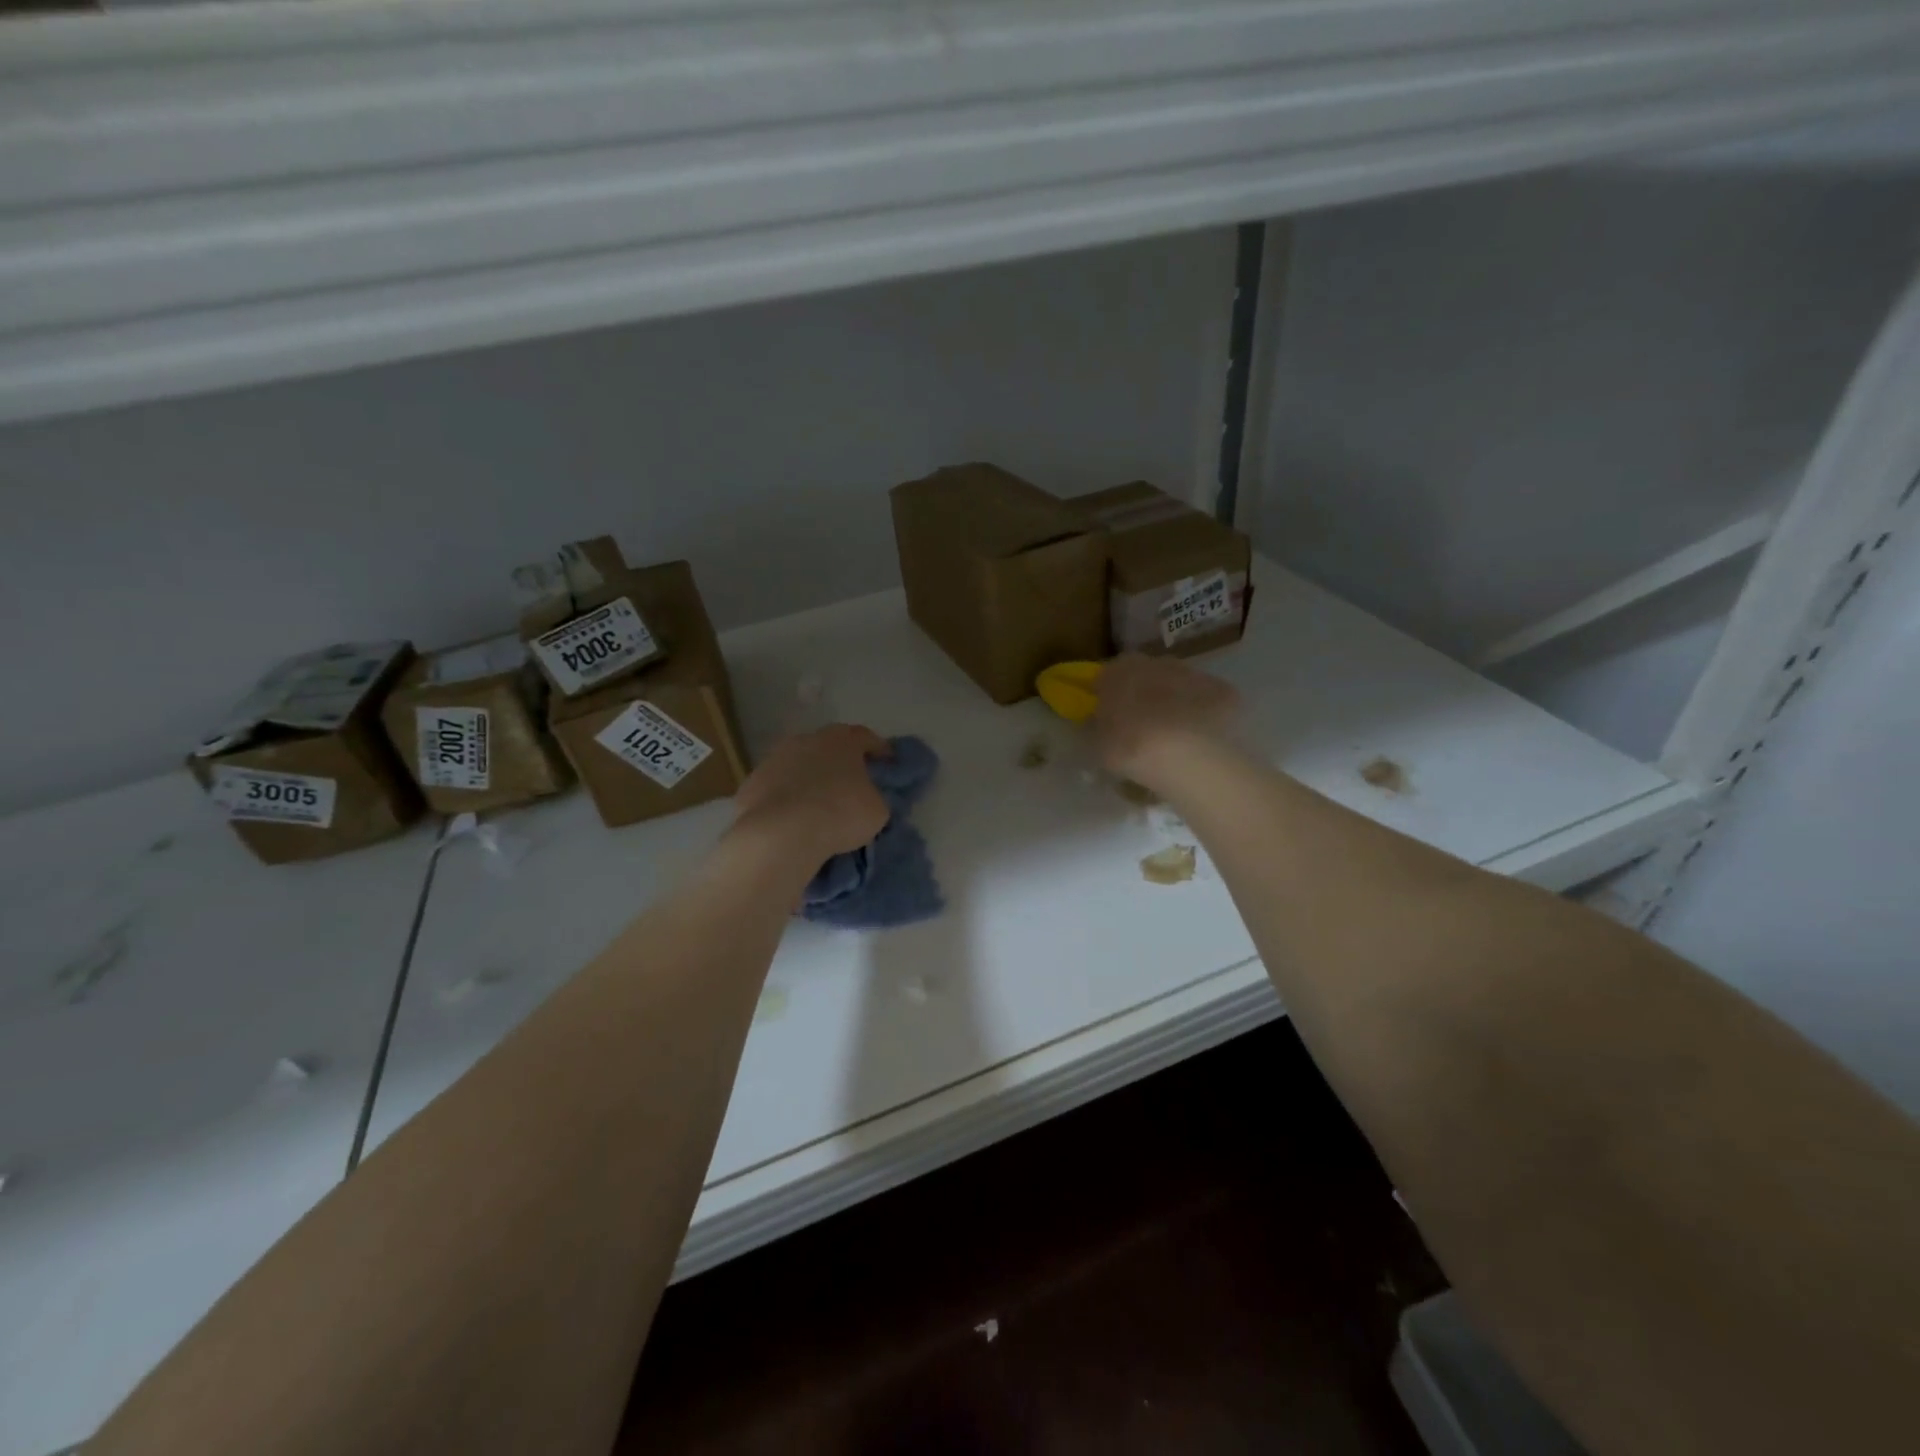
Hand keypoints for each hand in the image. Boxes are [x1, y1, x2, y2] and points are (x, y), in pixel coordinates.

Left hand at [732, 724, 891, 861]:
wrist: (782, 833)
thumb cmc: (840, 813)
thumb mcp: (877, 809)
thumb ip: (875, 795)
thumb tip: (867, 797)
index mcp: (841, 740)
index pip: (866, 737)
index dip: (879, 750)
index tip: (888, 765)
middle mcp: (806, 740)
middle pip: (829, 746)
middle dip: (841, 762)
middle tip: (852, 783)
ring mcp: (774, 759)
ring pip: (799, 765)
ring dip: (810, 778)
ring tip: (818, 803)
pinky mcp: (751, 782)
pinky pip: (777, 787)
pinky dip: (786, 797)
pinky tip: (792, 817)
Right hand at [1092, 653, 1240, 791]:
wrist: (1188, 755)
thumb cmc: (1131, 746)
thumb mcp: (1098, 744)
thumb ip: (1097, 726)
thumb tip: (1099, 721)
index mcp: (1119, 670)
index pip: (1106, 677)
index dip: (1107, 697)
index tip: (1108, 718)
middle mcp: (1155, 662)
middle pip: (1144, 676)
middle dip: (1142, 695)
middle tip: (1140, 727)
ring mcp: (1191, 673)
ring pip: (1176, 684)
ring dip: (1173, 702)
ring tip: (1172, 736)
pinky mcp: (1221, 689)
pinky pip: (1205, 701)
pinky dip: (1201, 714)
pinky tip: (1199, 739)